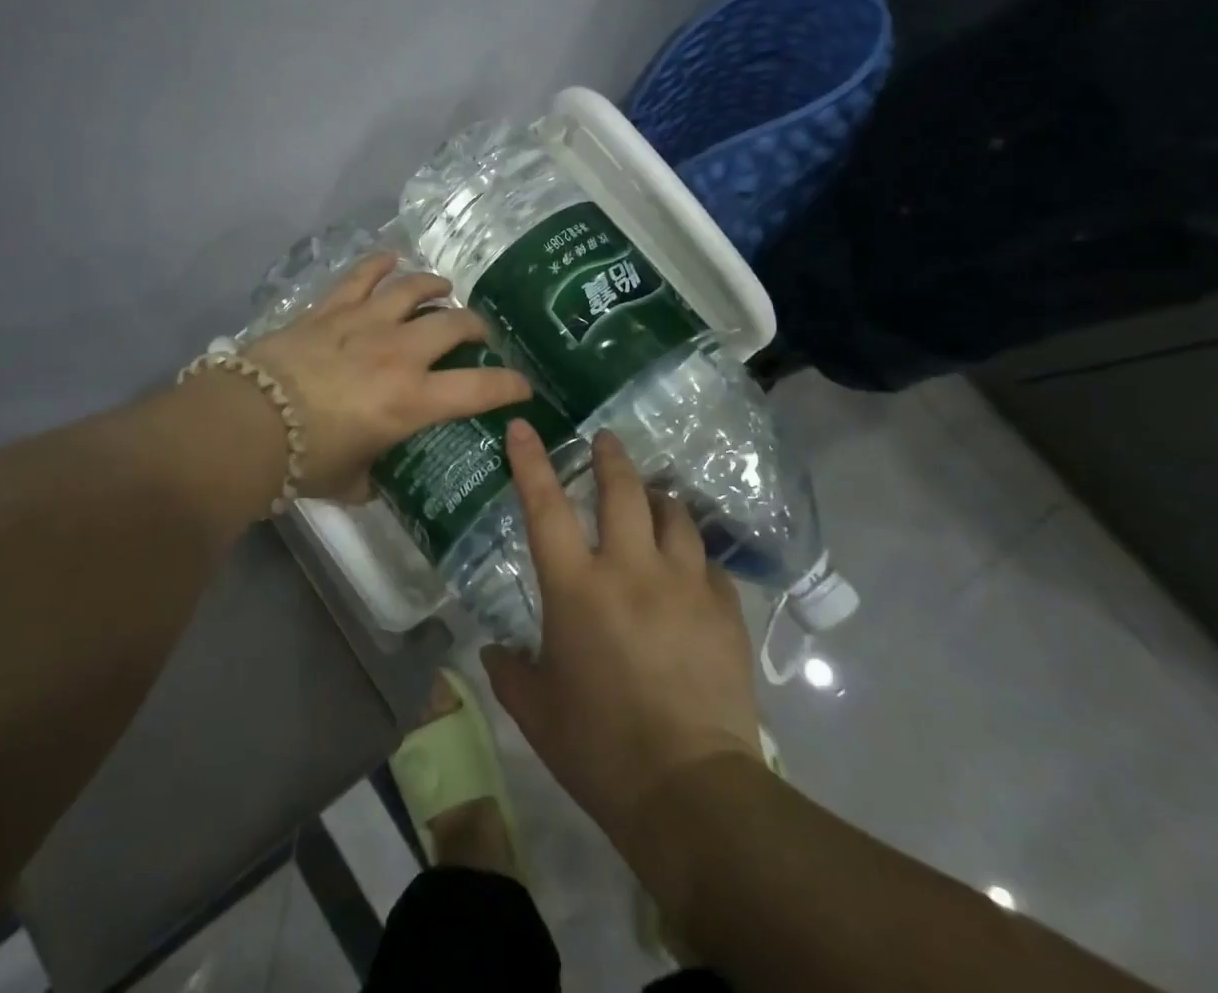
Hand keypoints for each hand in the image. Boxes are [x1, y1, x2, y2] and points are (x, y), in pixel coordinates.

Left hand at [243, 253, 532, 499]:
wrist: (247, 423)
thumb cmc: (304, 461)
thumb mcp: (351, 480)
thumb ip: (373, 476)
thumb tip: (375, 477)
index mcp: (413, 400)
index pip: (482, 387)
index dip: (511, 385)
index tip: (523, 387)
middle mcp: (399, 353)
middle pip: (454, 323)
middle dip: (475, 326)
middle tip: (477, 334)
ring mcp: (364, 322)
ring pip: (413, 288)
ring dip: (434, 285)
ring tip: (442, 289)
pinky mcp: (330, 309)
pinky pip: (361, 275)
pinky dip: (379, 264)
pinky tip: (390, 259)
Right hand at [481, 421, 765, 851]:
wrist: (691, 791)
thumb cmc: (598, 747)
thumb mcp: (535, 710)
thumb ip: (508, 671)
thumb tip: (493, 651)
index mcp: (576, 587)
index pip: (546, 506)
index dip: (531, 461)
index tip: (524, 426)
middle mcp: (630, 570)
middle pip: (623, 491)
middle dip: (611, 458)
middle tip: (606, 441)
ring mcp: (683, 586)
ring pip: (675, 517)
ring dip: (659, 500)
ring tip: (653, 498)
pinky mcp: (724, 612)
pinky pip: (709, 566)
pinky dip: (694, 557)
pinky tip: (690, 568)